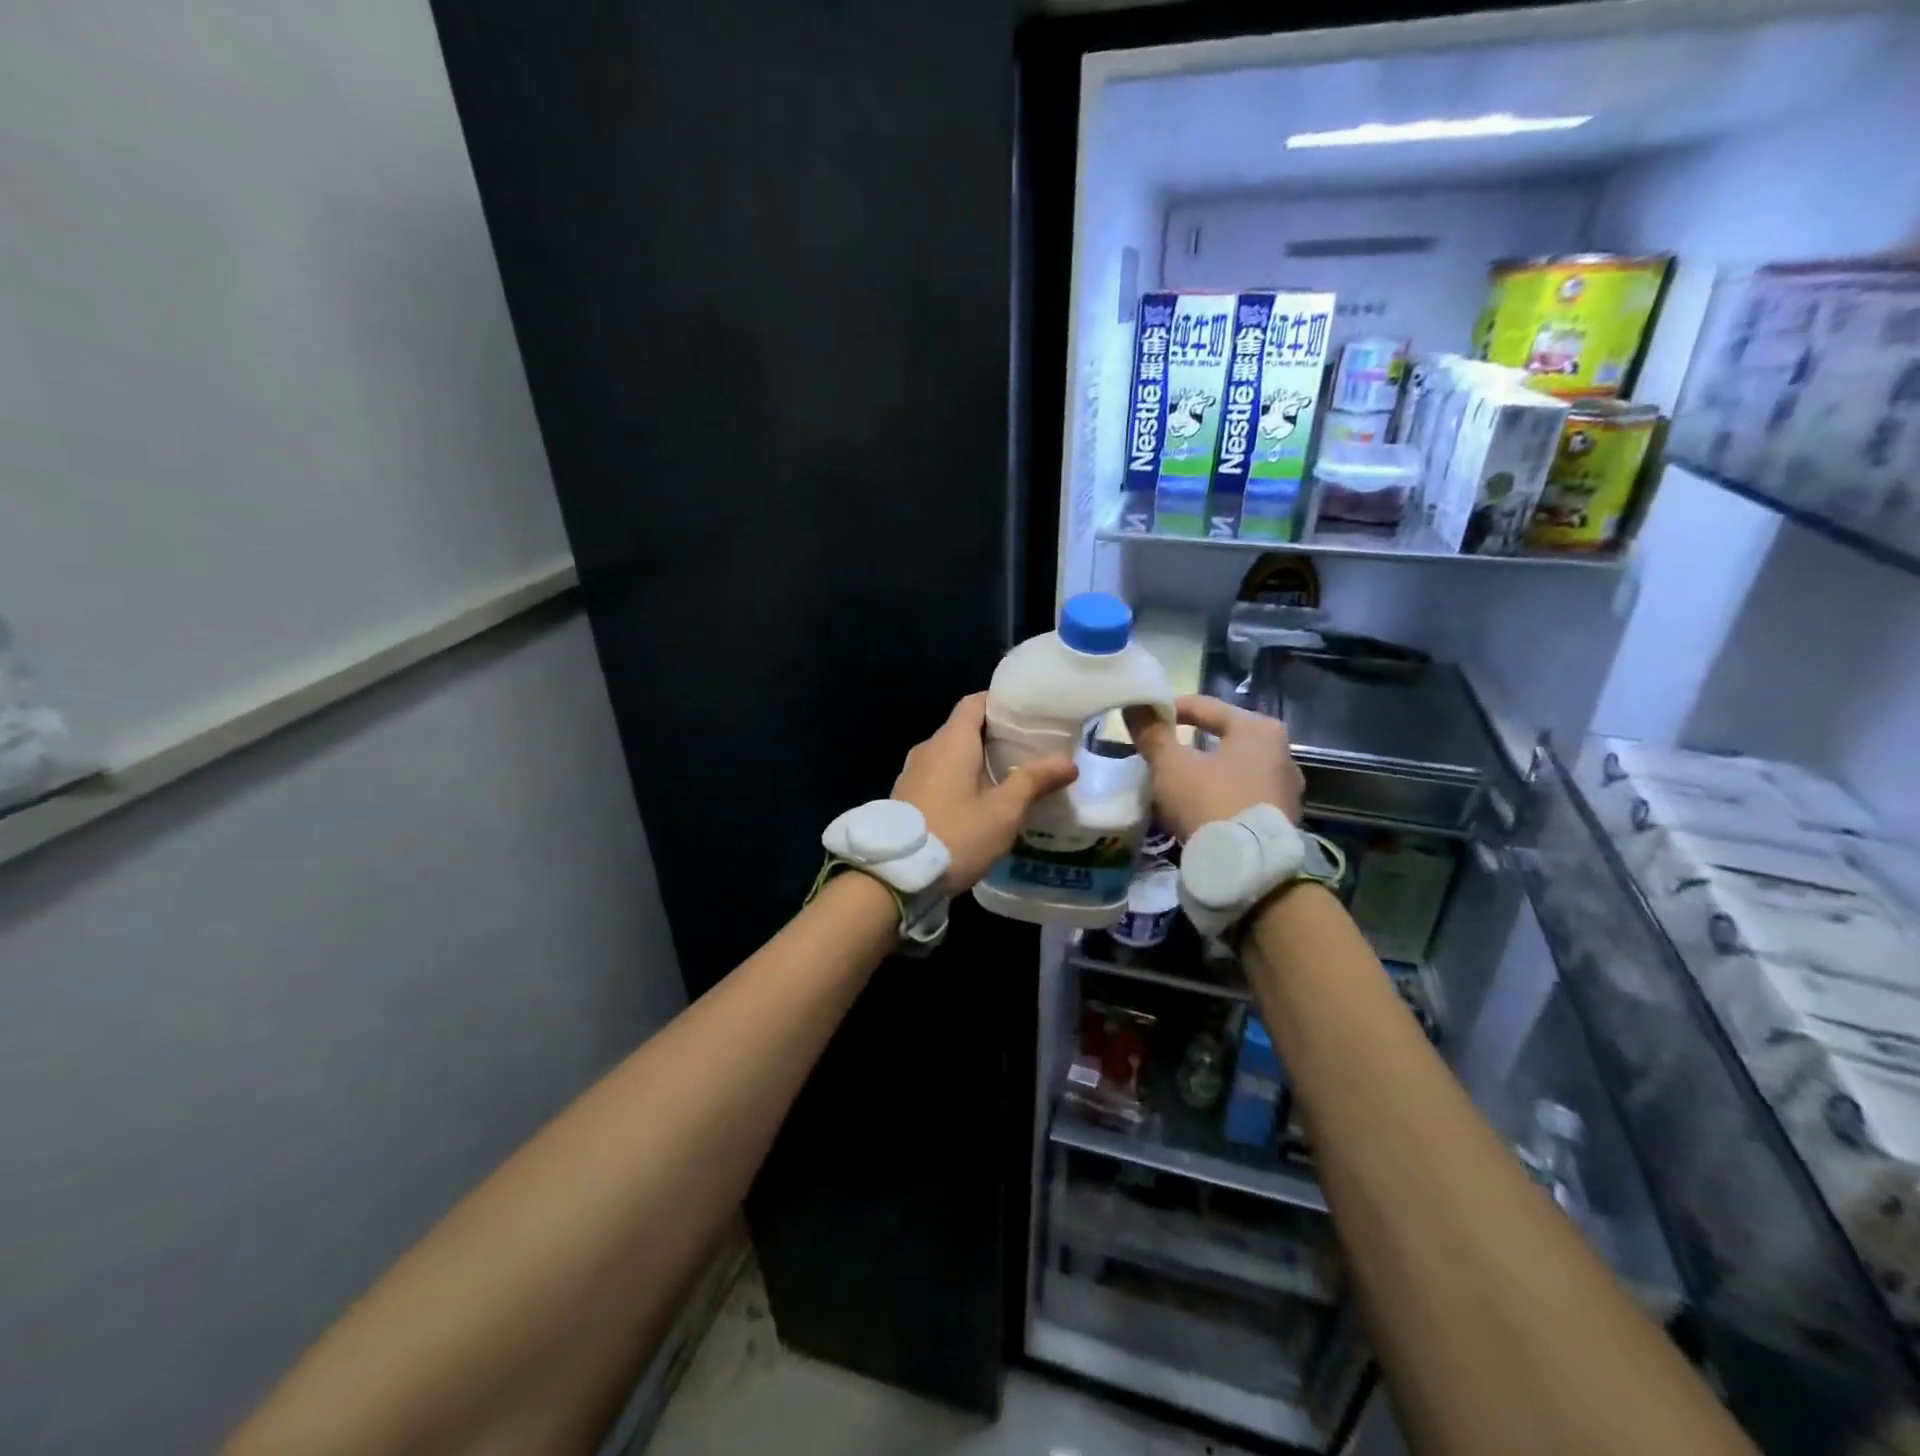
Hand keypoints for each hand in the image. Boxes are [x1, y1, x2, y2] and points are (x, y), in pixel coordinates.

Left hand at [894, 693, 1078, 894]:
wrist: (896, 876)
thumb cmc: (955, 835)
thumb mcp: (1003, 812)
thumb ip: (1034, 782)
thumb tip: (1068, 763)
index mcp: (952, 741)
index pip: (976, 702)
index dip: (1003, 703)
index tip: (1031, 714)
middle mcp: (929, 748)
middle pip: (966, 727)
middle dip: (998, 735)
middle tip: (1033, 747)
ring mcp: (913, 772)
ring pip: (952, 753)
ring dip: (979, 760)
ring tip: (1013, 774)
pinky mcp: (907, 795)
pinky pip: (939, 774)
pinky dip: (962, 777)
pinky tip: (982, 799)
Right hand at [1124, 695, 1303, 840]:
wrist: (1248, 870)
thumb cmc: (1209, 803)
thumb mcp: (1171, 766)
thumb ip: (1152, 733)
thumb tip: (1135, 704)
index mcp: (1258, 729)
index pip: (1204, 706)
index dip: (1167, 710)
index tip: (1141, 722)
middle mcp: (1281, 752)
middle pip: (1220, 737)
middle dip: (1186, 744)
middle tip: (1156, 754)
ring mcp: (1286, 788)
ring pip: (1231, 768)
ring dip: (1203, 772)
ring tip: (1173, 784)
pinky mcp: (1282, 819)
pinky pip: (1241, 795)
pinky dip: (1218, 795)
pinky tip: (1197, 808)